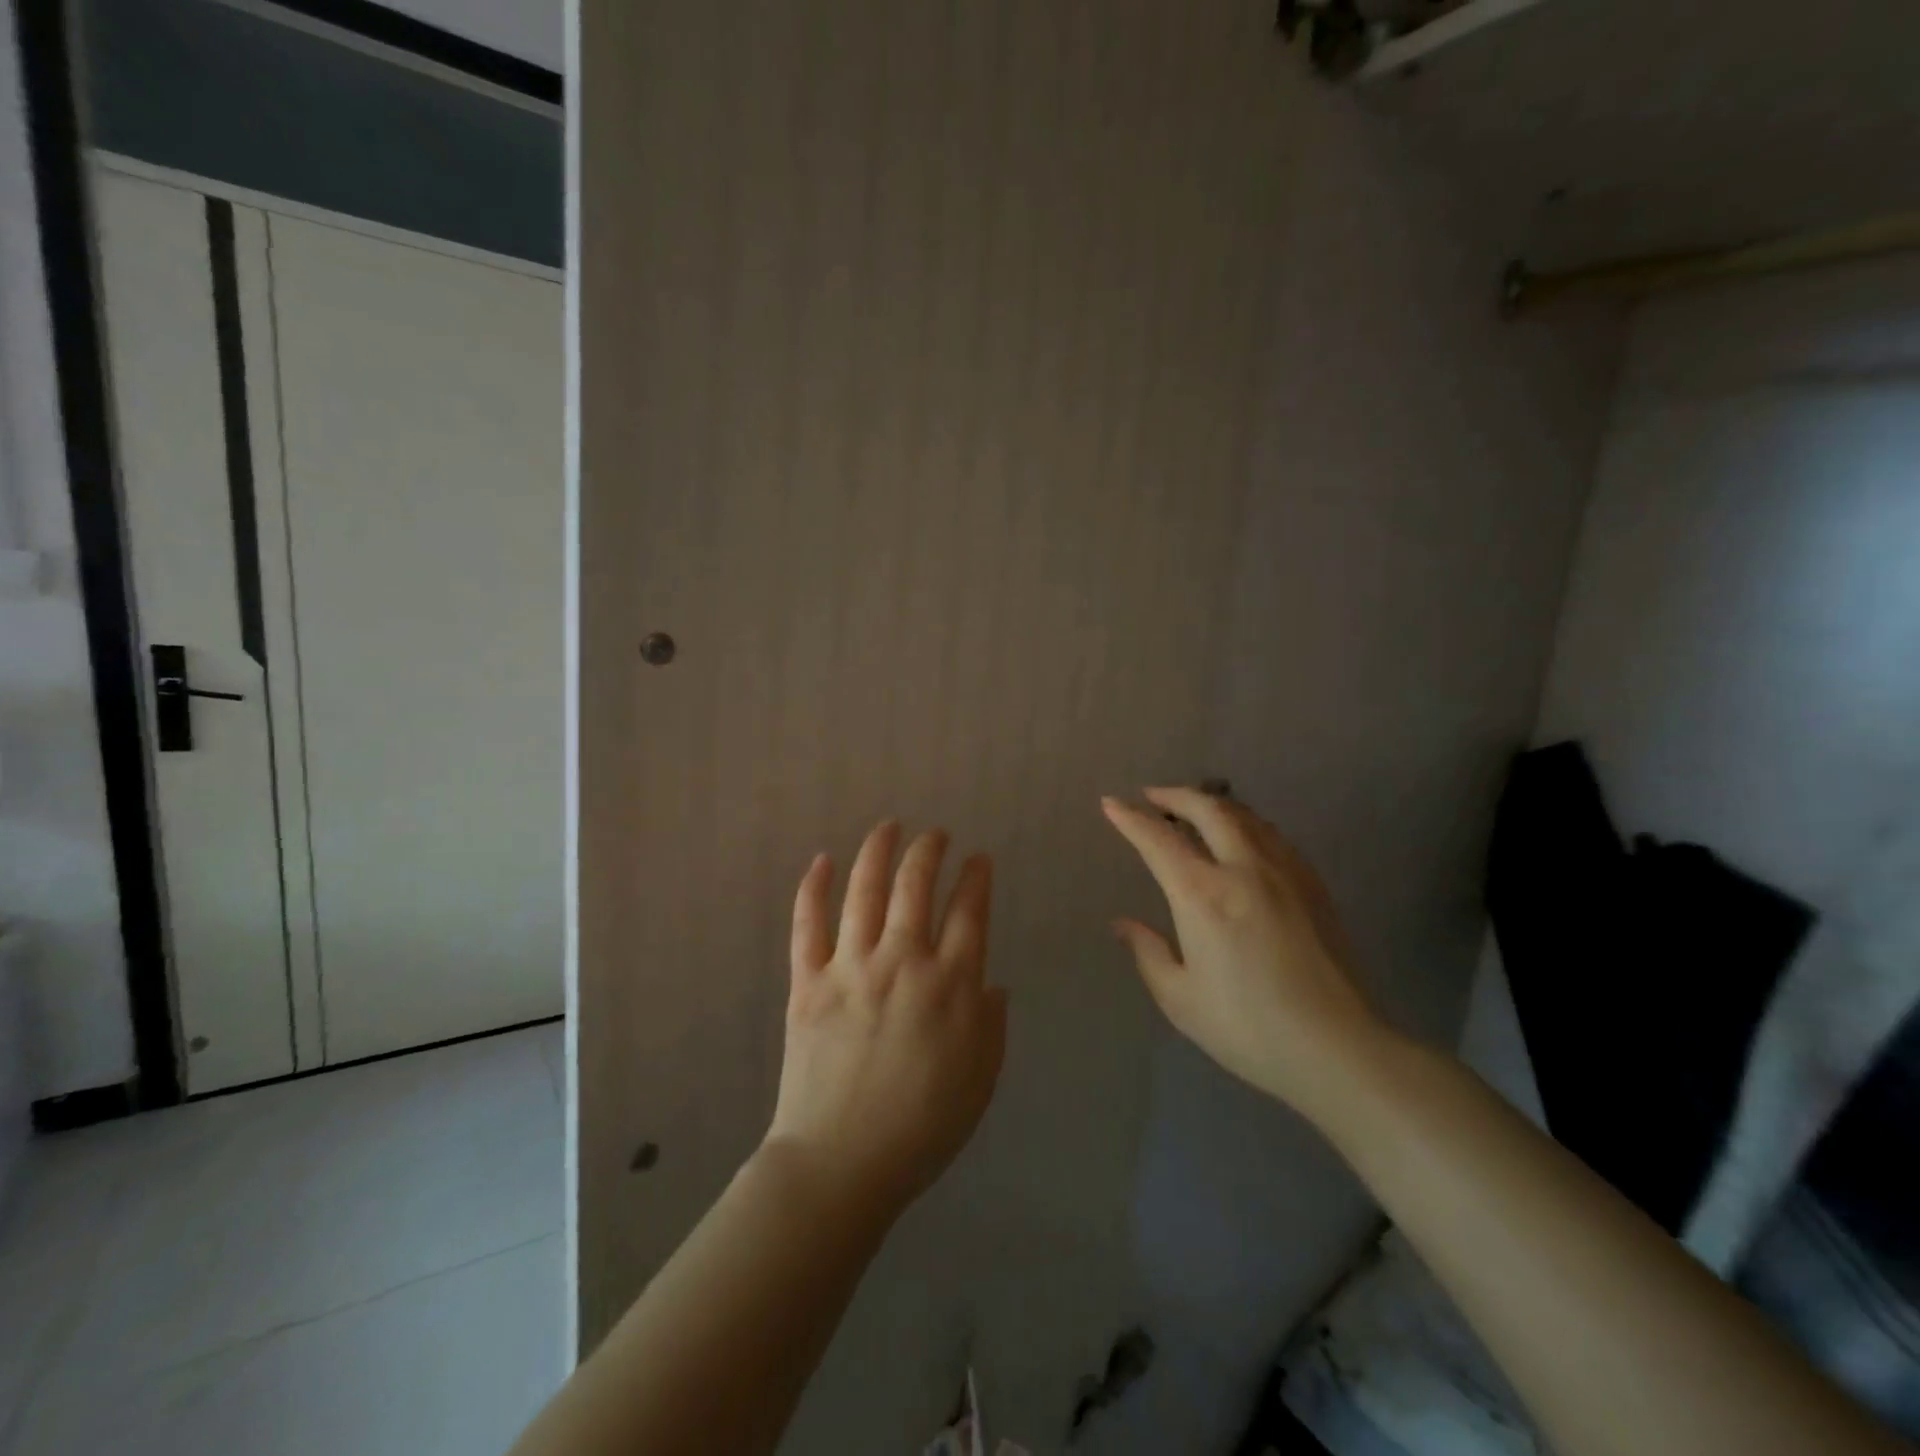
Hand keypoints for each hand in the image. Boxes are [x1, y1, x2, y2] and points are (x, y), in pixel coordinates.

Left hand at [765, 822, 1006, 1219]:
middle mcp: (902, 962)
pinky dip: (814, 888)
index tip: (978, 860)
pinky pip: (807, 924)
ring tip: (889, 826)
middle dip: (929, 850)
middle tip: (936, 834)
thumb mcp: (981, 1080)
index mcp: (950, 985)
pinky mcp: (808, 982)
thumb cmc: (921, 1128)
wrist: (841, 1164)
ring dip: (878, 850)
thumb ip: (991, 1024)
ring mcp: (851, 967)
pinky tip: (822, 860)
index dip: (976, 878)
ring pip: (865, 890)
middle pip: (916, 885)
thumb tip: (991, 984)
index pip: (969, 912)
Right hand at [1102, 788, 1387, 1122]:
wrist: (1338, 1048)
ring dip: (1212, 804)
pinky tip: (1242, 840)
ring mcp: (1285, 872)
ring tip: (1193, 810)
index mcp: (1202, 895)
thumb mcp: (1180, 998)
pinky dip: (1246, 824)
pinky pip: (1273, 835)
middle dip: (1174, 795)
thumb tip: (1123, 923)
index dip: (1131, 819)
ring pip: (1245, 816)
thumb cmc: (1248, 1028)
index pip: (1158, 840)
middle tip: (1152, 796)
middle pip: (1208, 809)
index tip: (1111, 803)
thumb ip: (1148, 952)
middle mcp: (1243, 869)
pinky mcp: (1314, 885)